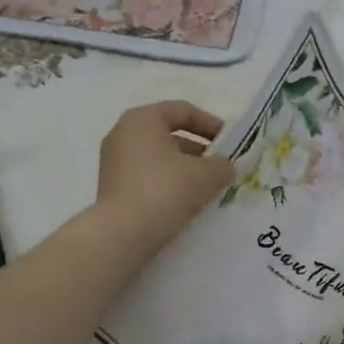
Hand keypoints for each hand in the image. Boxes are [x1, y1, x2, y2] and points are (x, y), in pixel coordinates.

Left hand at [95, 100, 234, 250]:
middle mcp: (123, 134)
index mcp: (142, 119)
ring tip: (207, 188)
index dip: (210, 124)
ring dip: (184, 169)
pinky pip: (147, 177)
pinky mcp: (112, 187)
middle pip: (169, 135)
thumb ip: (222, 165)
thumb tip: (224, 167)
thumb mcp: (206, 175)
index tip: (230, 142)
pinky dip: (167, 184)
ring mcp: (113, 162)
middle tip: (220, 167)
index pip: (182, 110)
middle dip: (198, 150)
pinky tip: (185, 202)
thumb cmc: (165, 190)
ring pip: (158, 158)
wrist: (123, 233)